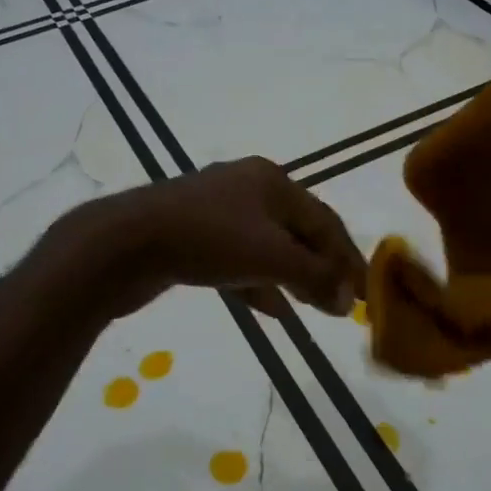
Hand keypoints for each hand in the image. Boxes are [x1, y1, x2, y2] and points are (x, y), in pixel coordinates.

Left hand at [61, 157, 367, 319]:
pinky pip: (240, 259)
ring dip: (293, 277)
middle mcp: (247, 188)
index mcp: (271, 180)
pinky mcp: (192, 237)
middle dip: (321, 267)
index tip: (366, 292)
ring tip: (312, 307)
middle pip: (297, 230)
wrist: (124, 244)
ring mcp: (216, 211)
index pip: (324, 219)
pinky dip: (260, 282)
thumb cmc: (207, 240)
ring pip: (268, 246)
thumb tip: (350, 302)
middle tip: (342, 301)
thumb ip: (314, 277)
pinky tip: (272, 309)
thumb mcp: (270, 257)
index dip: (348, 257)